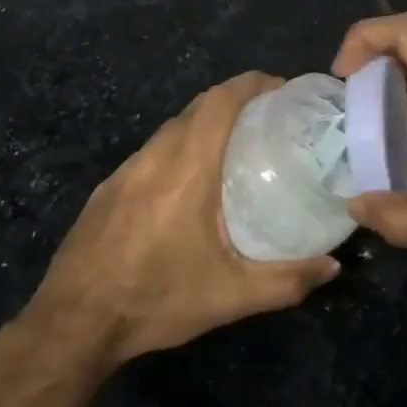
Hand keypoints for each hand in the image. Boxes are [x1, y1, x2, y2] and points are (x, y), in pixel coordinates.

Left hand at [27, 72, 340, 367]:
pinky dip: (179, 148)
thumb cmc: (156, 299)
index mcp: (187, 167)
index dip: (252, 84)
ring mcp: (126, 169)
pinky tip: (188, 184)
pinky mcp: (108, 187)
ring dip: (205, 124)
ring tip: (235, 148)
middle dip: (235, 101)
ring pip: (172, 128)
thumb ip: (286, 280)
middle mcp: (155, 155)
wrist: (74, 322)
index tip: (282, 88)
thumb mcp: (230, 297)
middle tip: (269, 120)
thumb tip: (333, 267)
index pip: (220, 101)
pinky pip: (152, 151)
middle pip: (198, 107)